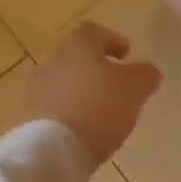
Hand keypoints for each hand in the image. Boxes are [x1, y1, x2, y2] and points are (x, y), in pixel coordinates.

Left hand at [30, 23, 162, 165]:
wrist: (54, 149)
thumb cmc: (99, 107)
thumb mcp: (135, 88)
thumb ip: (145, 74)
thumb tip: (149, 71)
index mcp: (77, 47)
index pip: (93, 32)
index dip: (112, 40)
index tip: (127, 55)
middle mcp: (53, 62)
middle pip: (77, 58)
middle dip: (98, 69)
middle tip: (118, 85)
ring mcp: (37, 91)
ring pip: (66, 83)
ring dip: (84, 92)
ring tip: (104, 112)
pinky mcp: (31, 118)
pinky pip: (57, 107)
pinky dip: (72, 112)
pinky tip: (87, 129)